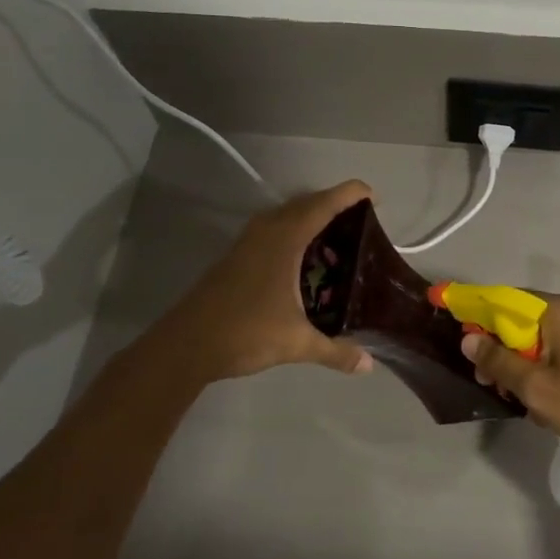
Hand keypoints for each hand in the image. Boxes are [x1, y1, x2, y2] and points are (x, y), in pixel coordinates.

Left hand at [146, 180, 376, 383]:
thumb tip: (368, 365)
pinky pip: (273, 231)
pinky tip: (304, 260)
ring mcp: (247, 244)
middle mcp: (266, 232)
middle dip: (333, 205)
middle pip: (304, 205)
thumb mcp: (297, 343)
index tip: (372, 194)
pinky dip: (294, 233)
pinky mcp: (236, 257)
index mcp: (284, 240)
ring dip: (310, 218)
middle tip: (360, 219)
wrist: (187, 345)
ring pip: (285, 217)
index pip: (322, 205)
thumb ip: (335, 351)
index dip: (348, 195)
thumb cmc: (246, 332)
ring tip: (337, 236)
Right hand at [462, 295, 559, 472]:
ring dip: (523, 362)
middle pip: (524, 319)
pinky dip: (546, 366)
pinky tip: (542, 397)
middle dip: (501, 347)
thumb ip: (499, 361)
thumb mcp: (536, 389)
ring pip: (544, 337)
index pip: (505, 300)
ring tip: (514, 396)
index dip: (478, 313)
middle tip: (487, 381)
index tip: (458, 332)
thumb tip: (468, 338)